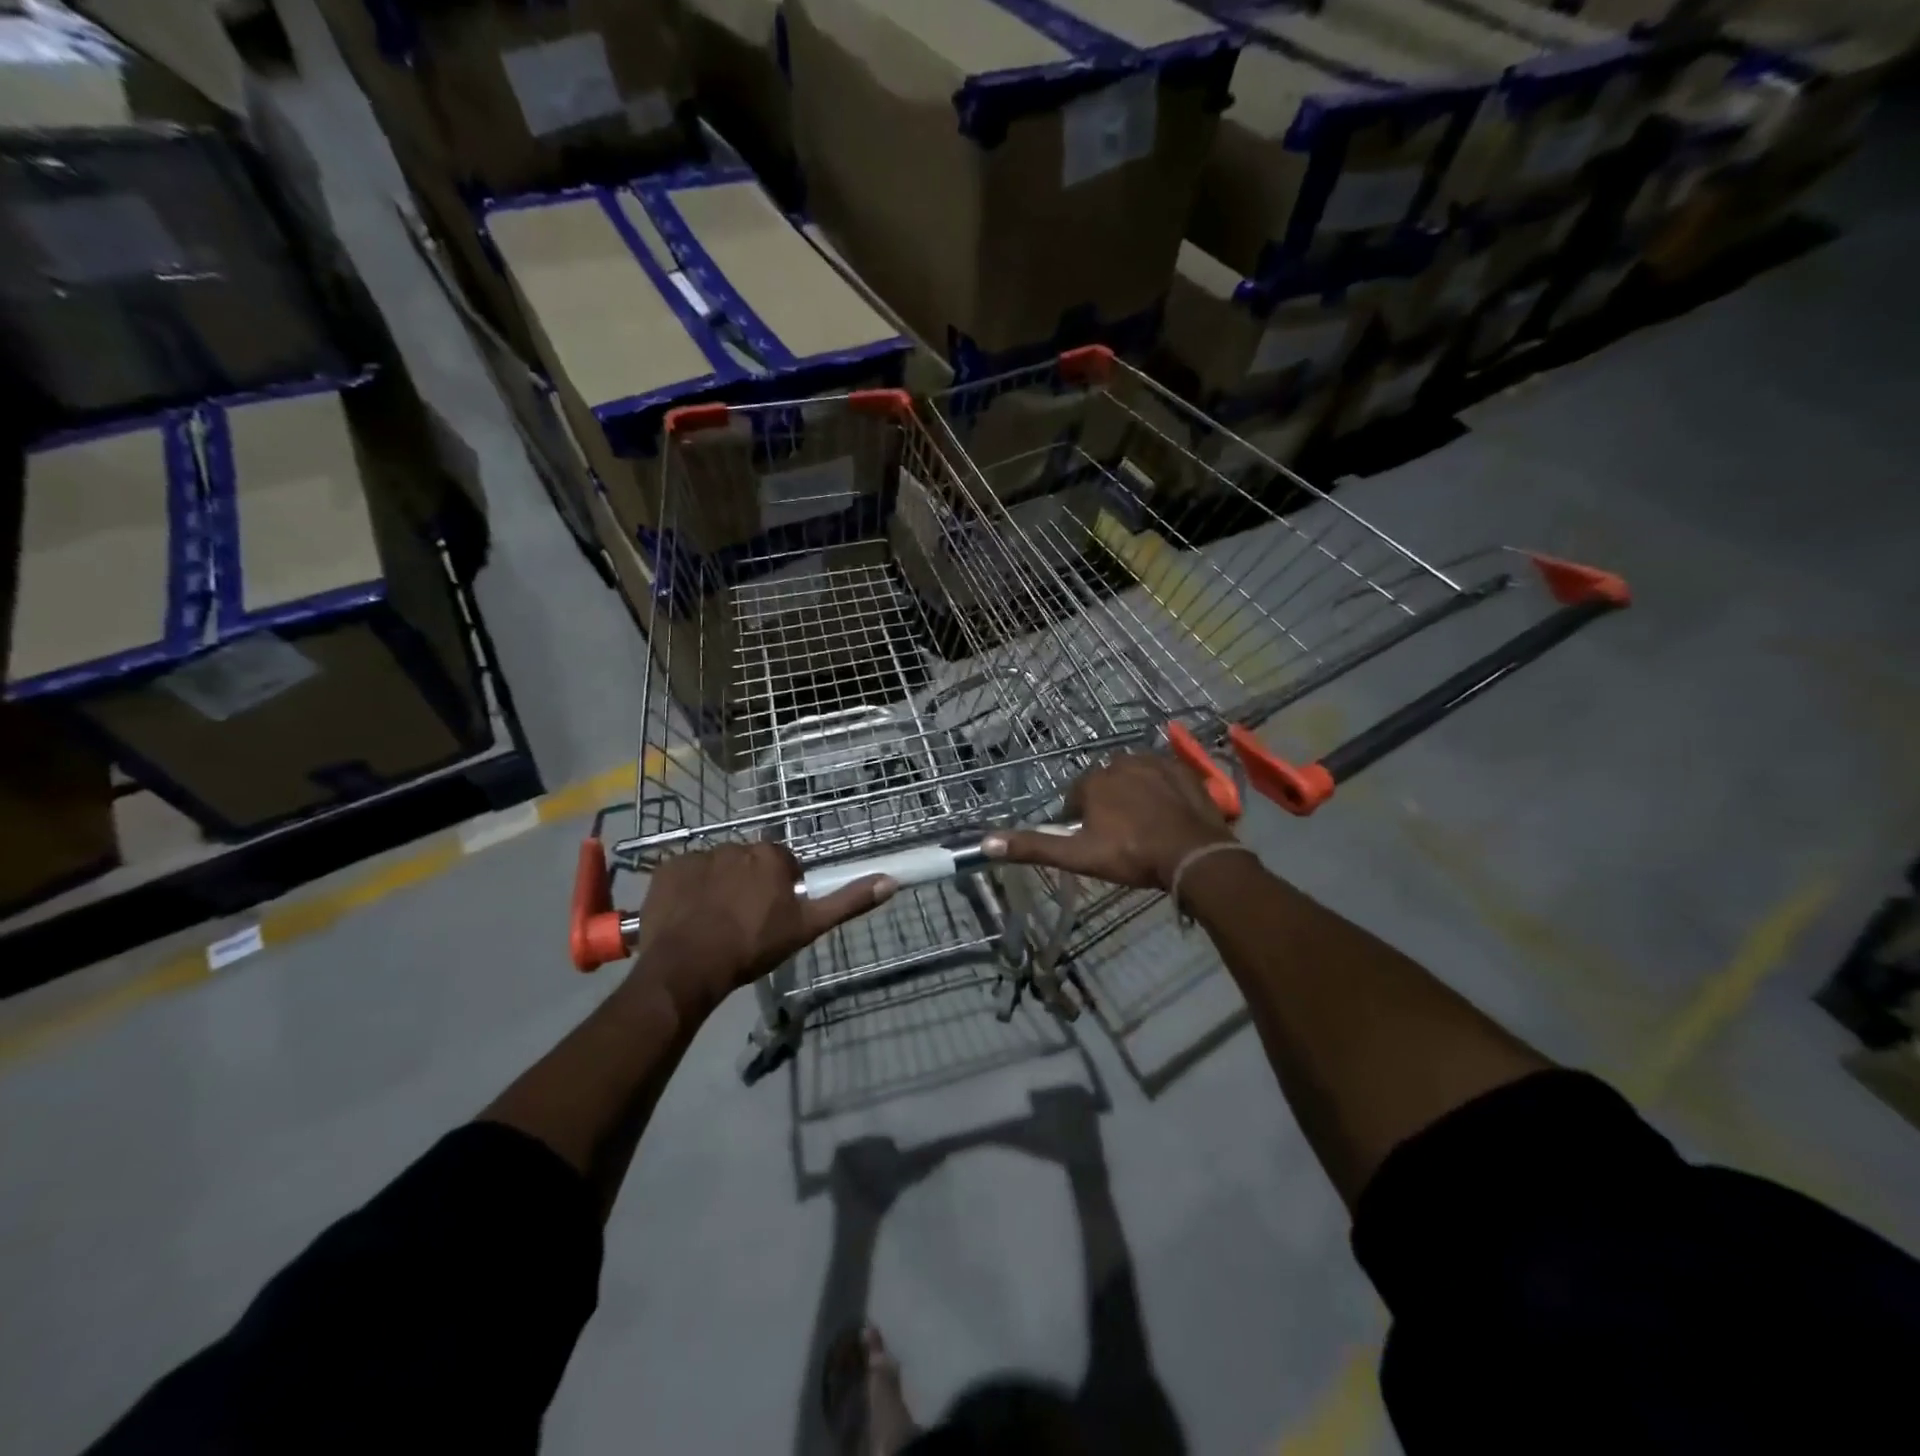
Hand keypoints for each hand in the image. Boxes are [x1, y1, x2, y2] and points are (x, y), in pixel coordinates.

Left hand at [632, 842, 893, 1007]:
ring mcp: (698, 855)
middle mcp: (736, 845)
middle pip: (748, 863)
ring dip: (717, 887)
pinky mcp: (668, 868)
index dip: (779, 890)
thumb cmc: (752, 946)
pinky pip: (684, 875)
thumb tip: (890, 881)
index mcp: (771, 856)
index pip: (782, 864)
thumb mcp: (807, 927)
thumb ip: (847, 901)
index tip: (772, 917)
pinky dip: (687, 891)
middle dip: (747, 885)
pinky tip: (687, 917)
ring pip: (716, 868)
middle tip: (742, 922)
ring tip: (712, 923)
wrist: (688, 966)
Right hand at [984, 751, 1237, 889]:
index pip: (1076, 796)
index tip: (1092, 841)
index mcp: (1093, 781)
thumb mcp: (1078, 856)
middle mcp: (1120, 762)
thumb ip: (1033, 847)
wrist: (1192, 854)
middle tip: (1120, 836)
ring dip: (1134, 794)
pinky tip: (1168, 814)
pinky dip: (1162, 790)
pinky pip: (1164, 775)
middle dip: (1108, 804)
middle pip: (1105, 783)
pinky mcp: (1183, 770)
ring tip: (1145, 825)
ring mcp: (1155, 763)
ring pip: (1134, 776)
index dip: (1080, 819)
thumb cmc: (1131, 855)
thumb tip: (986, 842)